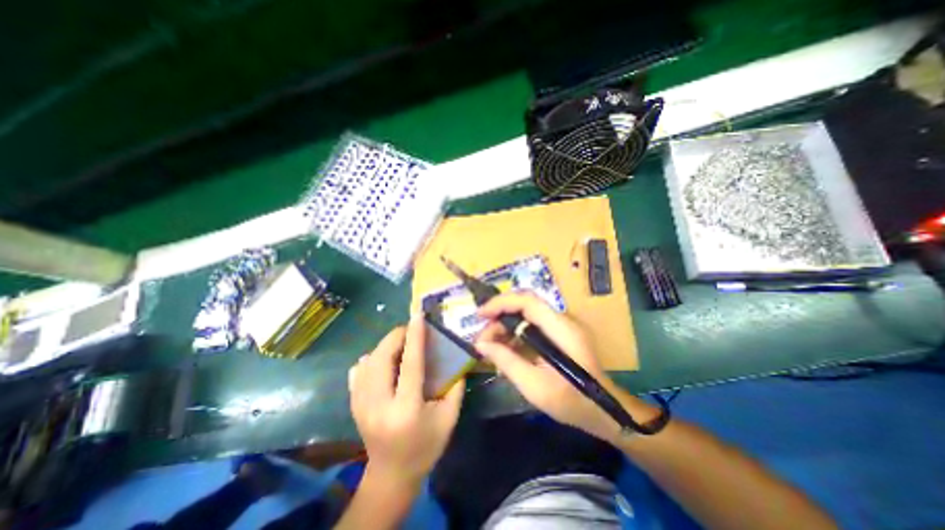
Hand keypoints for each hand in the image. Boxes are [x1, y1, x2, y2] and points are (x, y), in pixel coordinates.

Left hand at [346, 313, 463, 489]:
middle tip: (411, 330)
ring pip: (368, 361)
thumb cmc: (426, 447)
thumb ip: (455, 386)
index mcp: (406, 408)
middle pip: (382, 357)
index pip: (410, 363)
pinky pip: (358, 371)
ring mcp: (360, 405)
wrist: (392, 475)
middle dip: (396, 336)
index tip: (417, 315)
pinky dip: (371, 358)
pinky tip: (382, 360)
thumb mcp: (449, 418)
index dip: (415, 336)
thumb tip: (456, 357)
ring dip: (385, 345)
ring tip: (400, 343)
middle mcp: (378, 404)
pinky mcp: (353, 405)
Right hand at [477, 291, 653, 445]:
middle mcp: (562, 321)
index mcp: (561, 329)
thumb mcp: (534, 386)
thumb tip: (481, 345)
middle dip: (499, 318)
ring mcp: (561, 327)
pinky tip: (504, 349)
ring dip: (505, 327)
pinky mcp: (559, 335)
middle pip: (524, 306)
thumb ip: (507, 361)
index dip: (501, 303)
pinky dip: (514, 335)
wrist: (605, 412)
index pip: (527, 301)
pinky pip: (532, 326)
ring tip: (489, 347)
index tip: (480, 315)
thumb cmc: (572, 402)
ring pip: (526, 315)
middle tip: (482, 340)